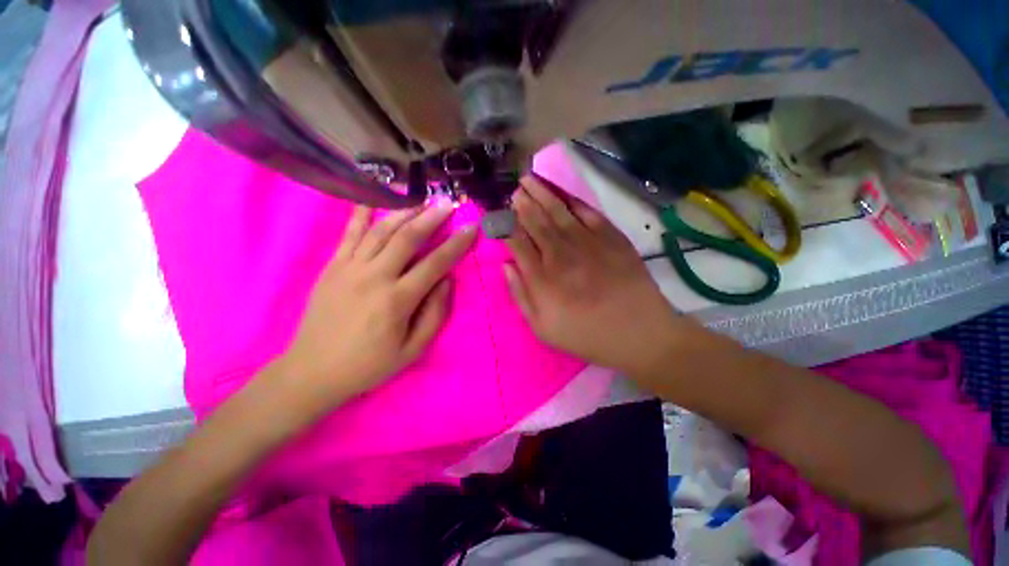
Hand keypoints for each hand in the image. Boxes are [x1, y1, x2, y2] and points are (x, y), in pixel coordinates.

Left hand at [273, 202, 476, 408]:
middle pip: (408, 238)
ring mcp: (349, 268)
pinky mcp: (332, 267)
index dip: (456, 244)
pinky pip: (348, 234)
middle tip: (447, 203)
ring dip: (404, 212)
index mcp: (397, 300)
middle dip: (431, 218)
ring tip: (421, 200)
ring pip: (381, 231)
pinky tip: (371, 199)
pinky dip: (360, 214)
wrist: (313, 371)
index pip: (435, 263)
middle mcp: (374, 277)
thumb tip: (447, 281)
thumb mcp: (413, 349)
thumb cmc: (369, 364)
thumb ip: (435, 313)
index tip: (471, 228)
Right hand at [505, 176, 681, 376]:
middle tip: (514, 191)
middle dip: (521, 203)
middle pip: (535, 221)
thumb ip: (520, 296)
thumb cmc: (586, 334)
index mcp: (542, 277)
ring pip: (557, 211)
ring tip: (529, 180)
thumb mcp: (543, 328)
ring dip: (541, 193)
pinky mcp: (611, 236)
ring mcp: (587, 241)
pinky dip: (572, 199)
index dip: (505, 226)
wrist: (638, 332)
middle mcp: (560, 253)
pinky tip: (562, 192)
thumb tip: (506, 266)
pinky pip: (587, 211)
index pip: (516, 242)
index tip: (499, 216)